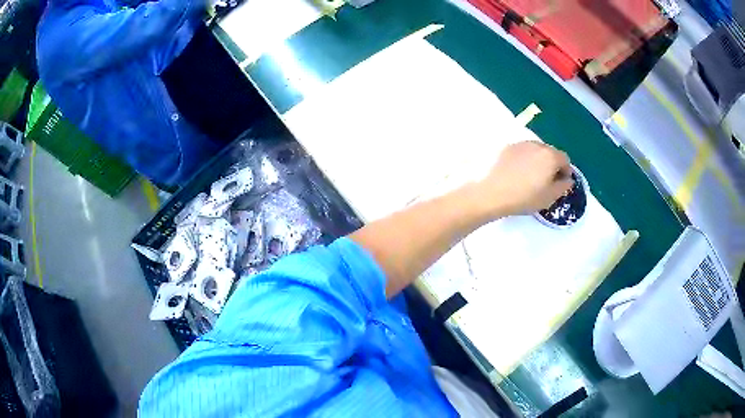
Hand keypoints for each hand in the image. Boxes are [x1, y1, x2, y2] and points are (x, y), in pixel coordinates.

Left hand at [475, 140, 573, 217]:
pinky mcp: (507, 148)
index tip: (561, 182)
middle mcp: (537, 145)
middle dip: (552, 164)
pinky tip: (519, 173)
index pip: (564, 159)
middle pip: (550, 152)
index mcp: (550, 156)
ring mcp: (521, 144)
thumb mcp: (549, 197)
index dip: (565, 171)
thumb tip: (568, 180)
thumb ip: (563, 186)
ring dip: (539, 160)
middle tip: (547, 180)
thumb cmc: (525, 197)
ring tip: (532, 176)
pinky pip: (522, 152)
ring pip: (536, 150)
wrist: (493, 192)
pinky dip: (525, 159)